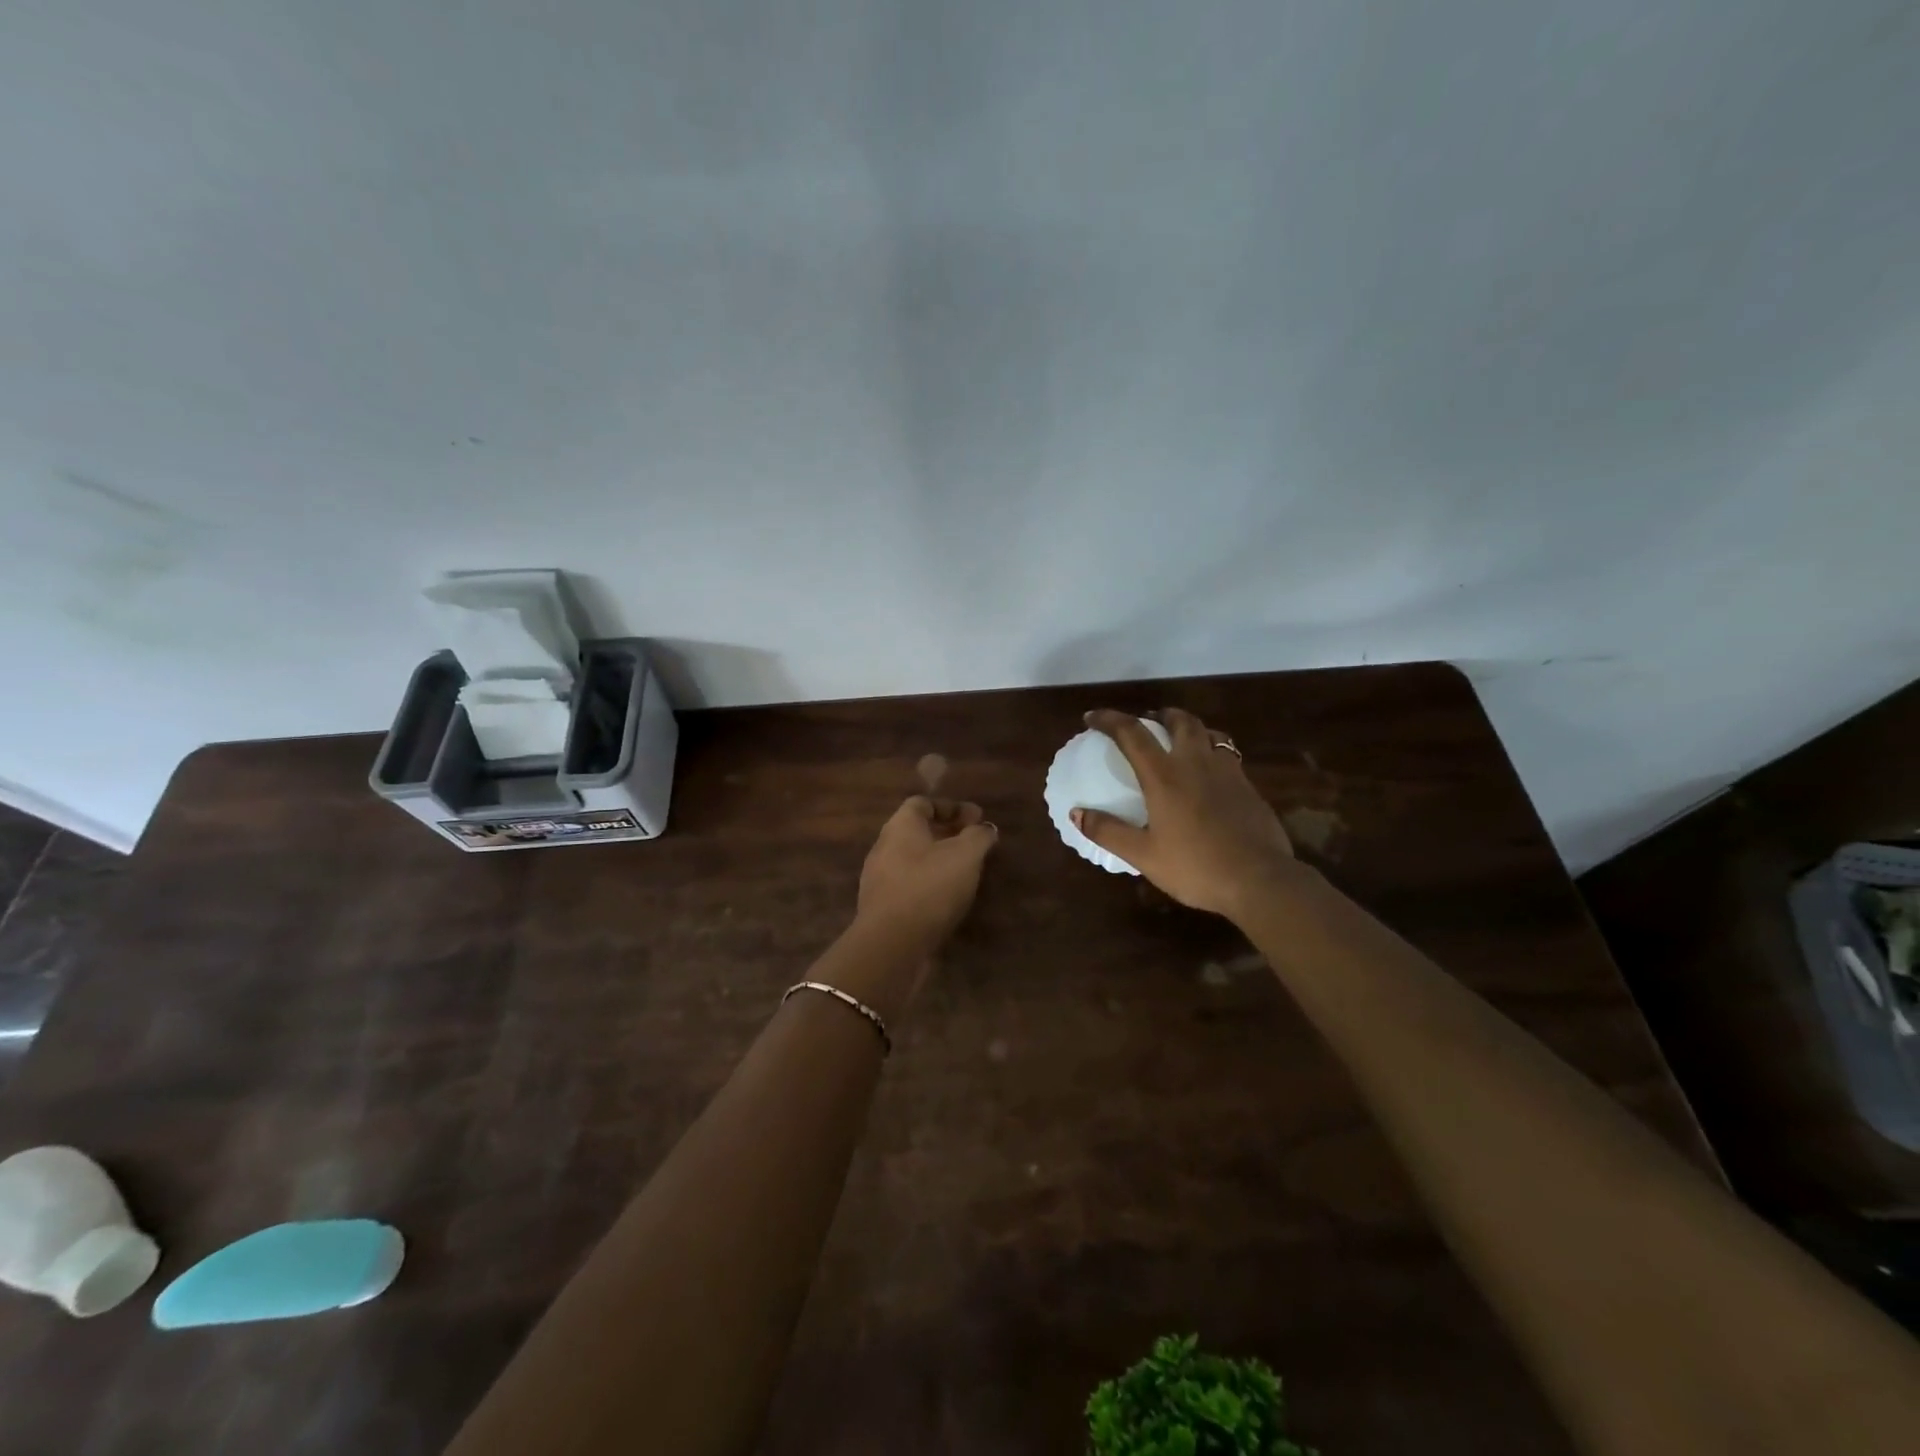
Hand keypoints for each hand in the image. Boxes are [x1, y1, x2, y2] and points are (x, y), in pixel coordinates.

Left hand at [856, 797, 997, 947]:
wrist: (891, 944)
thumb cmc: (929, 887)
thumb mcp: (965, 856)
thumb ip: (978, 837)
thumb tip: (986, 828)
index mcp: (900, 826)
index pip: (922, 803)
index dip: (951, 807)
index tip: (977, 818)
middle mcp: (884, 847)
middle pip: (916, 831)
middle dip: (947, 834)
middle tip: (974, 843)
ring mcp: (879, 879)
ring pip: (912, 860)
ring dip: (938, 861)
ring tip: (965, 872)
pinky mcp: (882, 907)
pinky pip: (909, 886)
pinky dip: (929, 885)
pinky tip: (947, 899)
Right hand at [1072, 708, 1294, 917]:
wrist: (1260, 880)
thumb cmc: (1196, 866)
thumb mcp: (1143, 855)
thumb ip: (1108, 831)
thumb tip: (1076, 813)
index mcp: (1165, 775)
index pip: (1132, 733)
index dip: (1109, 719)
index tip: (1092, 718)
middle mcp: (1196, 763)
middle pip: (1180, 720)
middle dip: (1160, 714)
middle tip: (1147, 722)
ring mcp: (1228, 772)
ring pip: (1210, 733)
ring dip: (1191, 728)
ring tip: (1181, 740)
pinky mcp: (1248, 787)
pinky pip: (1227, 755)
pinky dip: (1212, 752)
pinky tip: (1209, 775)